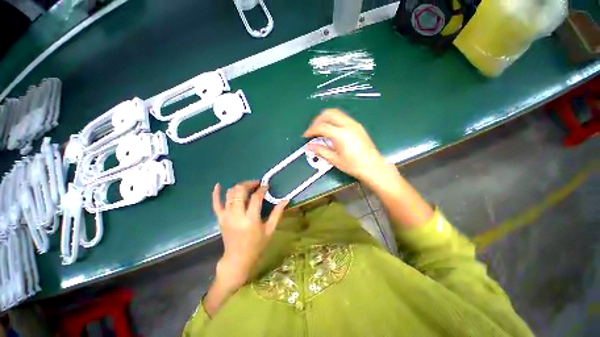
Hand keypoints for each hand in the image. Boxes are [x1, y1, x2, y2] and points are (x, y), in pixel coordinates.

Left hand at [212, 181, 286, 287]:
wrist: (237, 259)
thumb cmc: (257, 245)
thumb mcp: (270, 230)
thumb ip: (277, 213)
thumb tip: (285, 199)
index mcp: (251, 219)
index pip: (256, 197)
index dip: (262, 189)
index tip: (266, 186)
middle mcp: (237, 215)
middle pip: (240, 191)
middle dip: (249, 184)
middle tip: (256, 184)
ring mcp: (226, 216)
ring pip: (230, 194)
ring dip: (239, 187)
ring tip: (247, 187)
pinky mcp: (220, 218)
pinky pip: (215, 203)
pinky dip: (216, 193)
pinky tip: (218, 185)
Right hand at [304, 109, 432, 228]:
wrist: (373, 166)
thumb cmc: (353, 165)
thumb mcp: (334, 159)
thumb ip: (320, 150)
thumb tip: (308, 146)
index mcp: (341, 134)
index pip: (321, 126)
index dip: (311, 130)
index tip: (306, 136)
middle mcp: (348, 125)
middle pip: (328, 114)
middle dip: (317, 120)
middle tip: (312, 130)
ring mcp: (354, 124)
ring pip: (336, 113)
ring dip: (325, 118)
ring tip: (320, 129)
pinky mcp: (357, 125)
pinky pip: (342, 117)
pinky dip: (333, 120)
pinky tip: (331, 130)